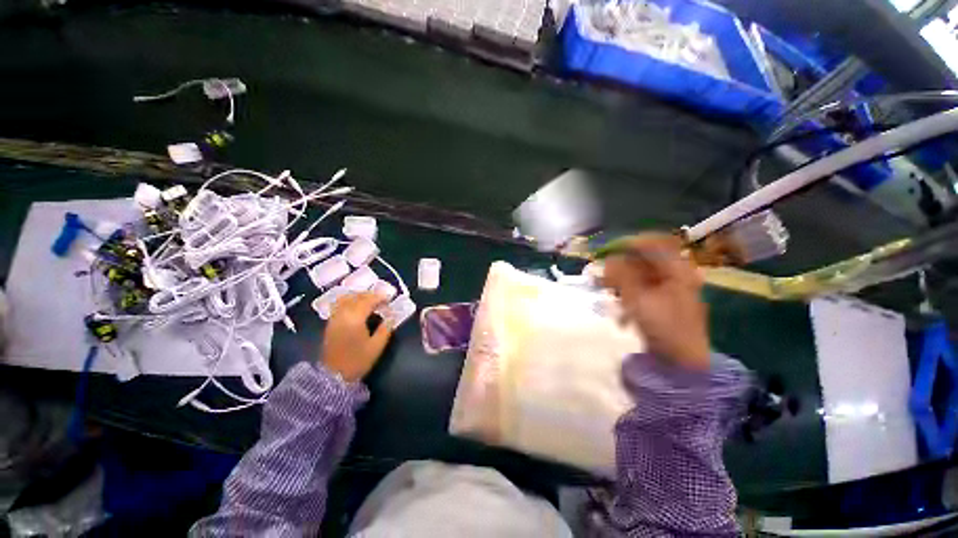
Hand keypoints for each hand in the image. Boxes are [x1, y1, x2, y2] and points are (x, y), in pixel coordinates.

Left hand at [320, 292, 392, 381]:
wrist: (333, 376)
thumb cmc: (357, 361)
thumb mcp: (377, 346)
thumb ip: (386, 329)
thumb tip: (391, 316)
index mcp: (355, 318)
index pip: (368, 300)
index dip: (380, 297)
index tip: (390, 298)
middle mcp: (343, 314)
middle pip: (357, 297)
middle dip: (371, 295)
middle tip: (382, 298)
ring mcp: (334, 318)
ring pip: (346, 298)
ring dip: (359, 296)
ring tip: (370, 300)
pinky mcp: (330, 323)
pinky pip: (340, 305)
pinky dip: (350, 301)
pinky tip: (357, 306)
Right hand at [602, 233, 709, 370]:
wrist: (681, 362)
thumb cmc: (664, 328)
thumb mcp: (638, 299)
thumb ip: (622, 276)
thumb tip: (608, 259)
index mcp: (678, 270)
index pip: (654, 243)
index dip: (630, 244)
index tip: (609, 252)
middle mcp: (676, 275)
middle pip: (644, 259)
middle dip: (620, 265)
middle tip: (602, 275)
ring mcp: (669, 288)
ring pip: (640, 274)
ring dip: (621, 279)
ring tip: (606, 289)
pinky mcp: (662, 301)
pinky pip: (641, 288)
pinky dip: (628, 291)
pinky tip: (619, 303)